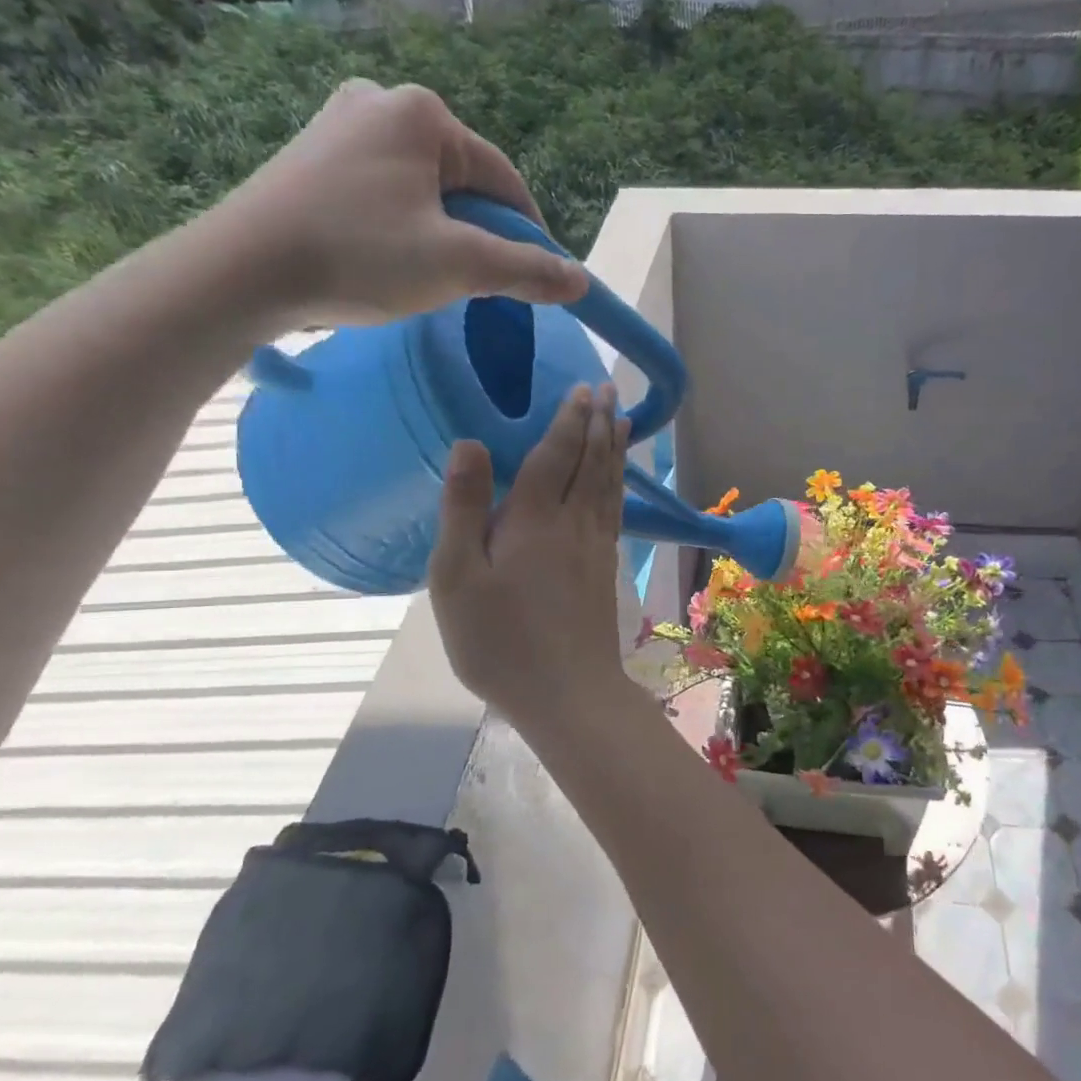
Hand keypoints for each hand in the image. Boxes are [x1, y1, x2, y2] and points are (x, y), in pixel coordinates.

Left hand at [209, 79, 585, 328]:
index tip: (537, 280)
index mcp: (422, 113)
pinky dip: (406, 227)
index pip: (505, 180)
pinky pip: (388, 192)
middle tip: (476, 284)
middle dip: (480, 233)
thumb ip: (527, 271)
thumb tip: (581, 281)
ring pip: (427, 191)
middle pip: (465, 182)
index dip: (529, 234)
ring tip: (431, 276)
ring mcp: (341, 126)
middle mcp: (381, 102)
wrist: (242, 272)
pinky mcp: (315, 156)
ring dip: (445, 233)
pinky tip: (391, 259)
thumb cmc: (360, 255)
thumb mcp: (460, 266)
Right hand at [429, 383, 634, 728]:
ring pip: (609, 484)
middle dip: (598, 423)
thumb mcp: (457, 577)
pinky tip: (619, 481)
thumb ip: (464, 508)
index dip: (568, 419)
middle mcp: (574, 523)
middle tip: (607, 389)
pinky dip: (619, 485)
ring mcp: (597, 546)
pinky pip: (616, 511)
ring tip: (622, 420)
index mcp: (534, 519)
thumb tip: (470, 442)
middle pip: (590, 462)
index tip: (581, 389)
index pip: (555, 454)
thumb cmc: (500, 640)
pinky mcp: (607, 569)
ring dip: (614, 448)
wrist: (567, 692)